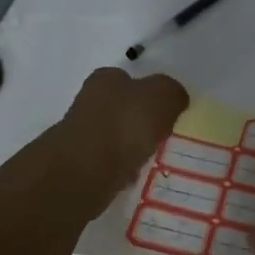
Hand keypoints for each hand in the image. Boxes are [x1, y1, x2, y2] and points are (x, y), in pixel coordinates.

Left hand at [58, 67, 189, 206]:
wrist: (85, 171)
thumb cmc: (124, 124)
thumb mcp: (162, 96)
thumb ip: (172, 92)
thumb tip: (175, 99)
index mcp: (105, 79)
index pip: (129, 79)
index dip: (148, 93)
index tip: (166, 111)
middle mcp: (89, 102)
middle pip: (121, 108)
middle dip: (139, 121)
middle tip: (163, 135)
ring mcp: (81, 135)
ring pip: (115, 137)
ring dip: (130, 146)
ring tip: (151, 158)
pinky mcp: (79, 165)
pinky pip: (109, 163)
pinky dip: (121, 169)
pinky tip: (133, 176)